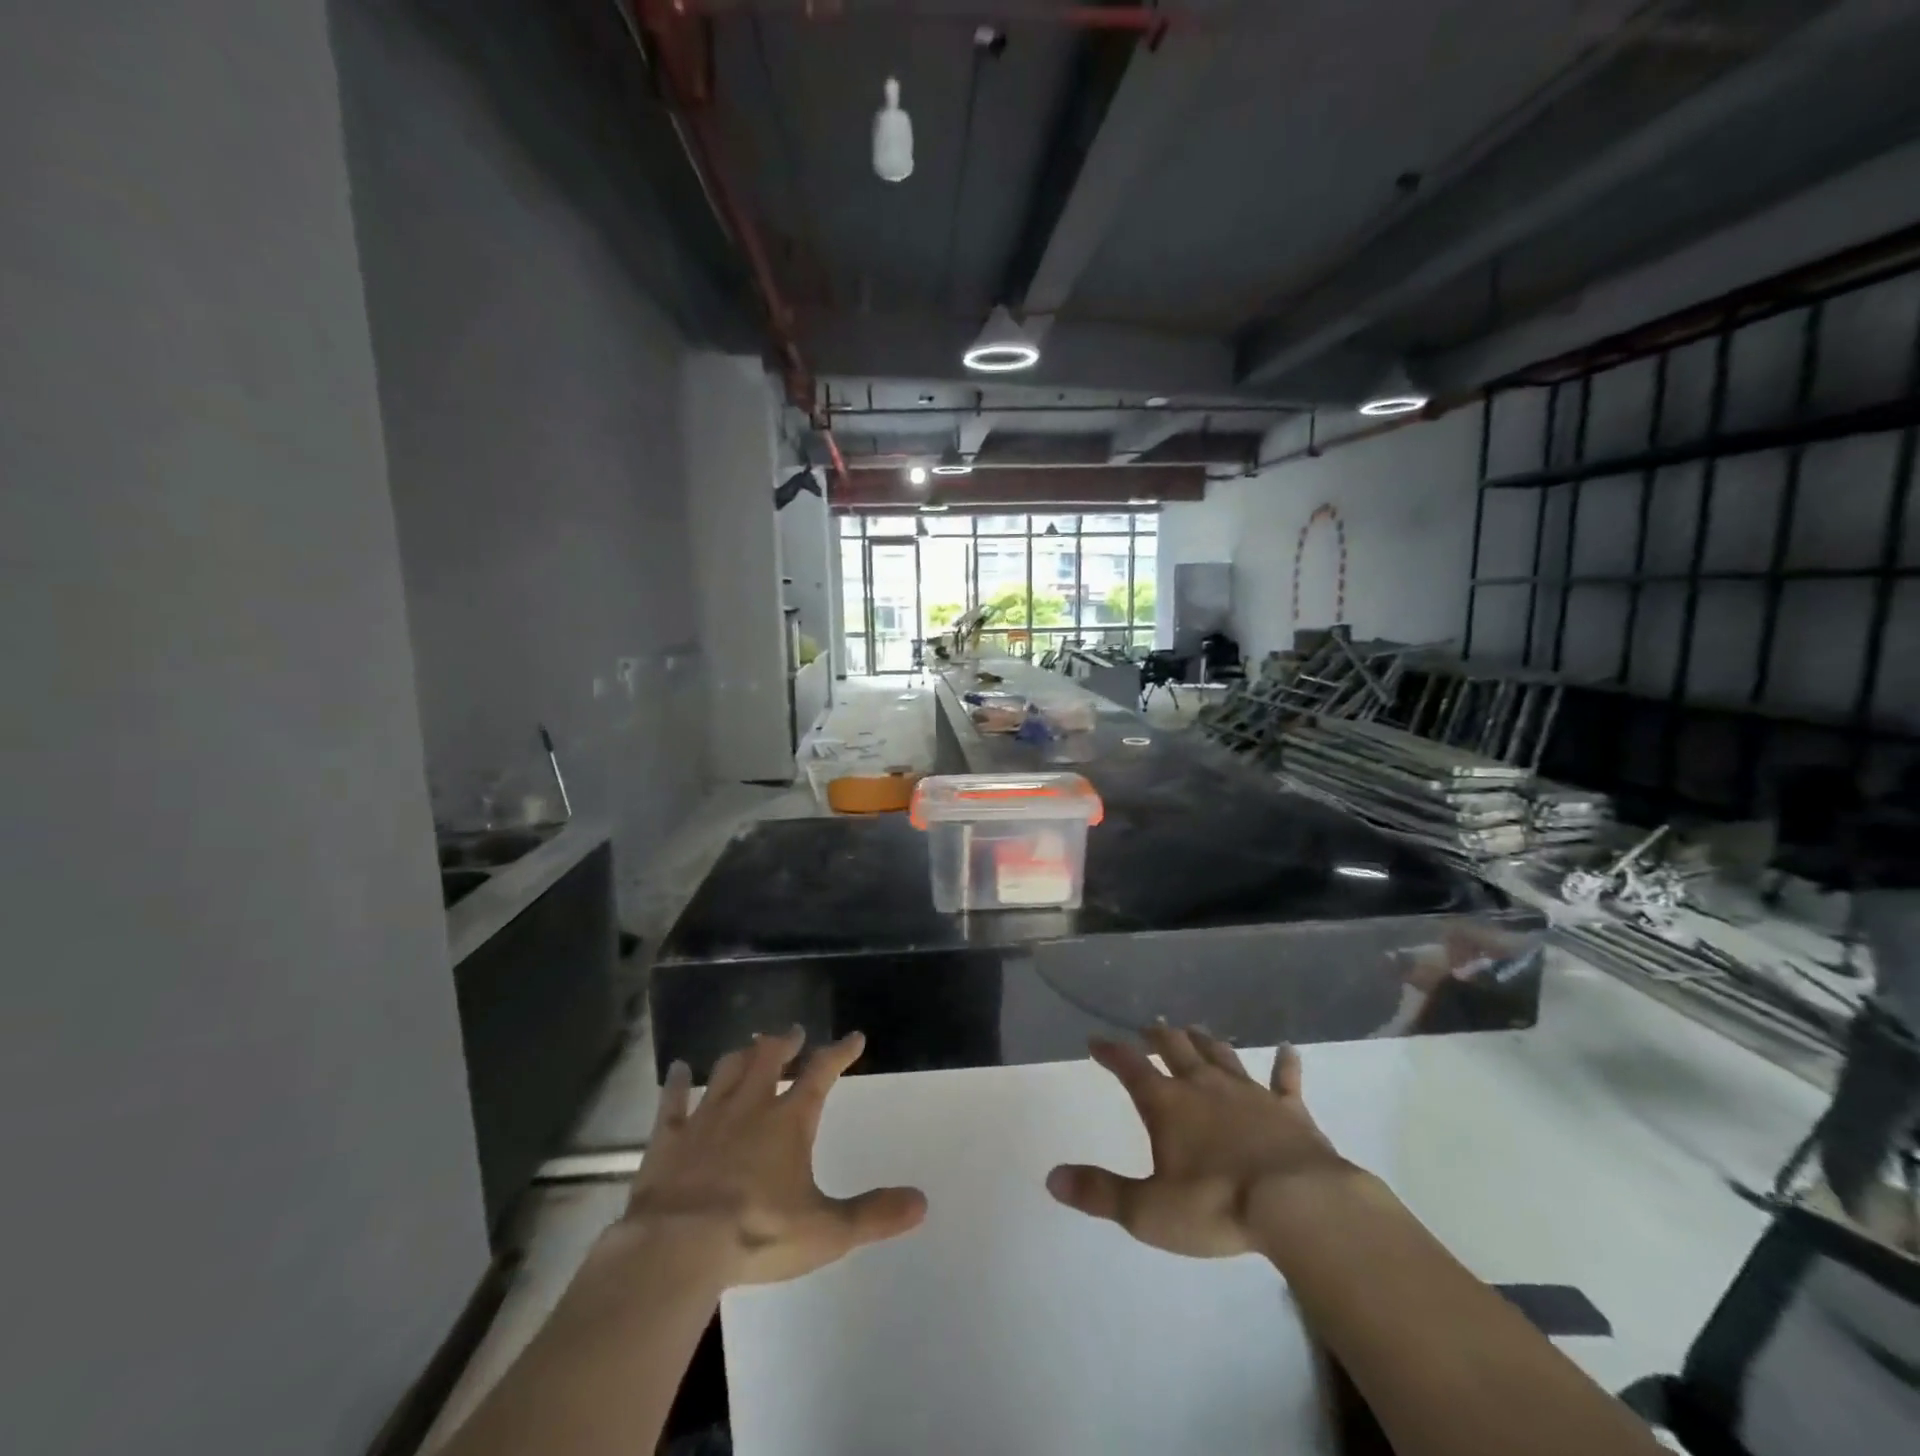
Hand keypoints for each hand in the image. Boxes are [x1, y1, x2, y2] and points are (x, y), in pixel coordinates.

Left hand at [617, 1028, 926, 1286]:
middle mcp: (750, 1107)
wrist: (678, 1246)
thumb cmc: (758, 1233)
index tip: (853, 1038)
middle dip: (784, 1043)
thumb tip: (922, 1202)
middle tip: (793, 1032)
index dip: (839, 1052)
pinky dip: (676, 1083)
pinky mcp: (668, 1139)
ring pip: (726, 1071)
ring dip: (741, 1056)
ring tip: (749, 1046)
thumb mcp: (827, 1231)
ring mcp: (706, 1118)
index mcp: (789, 1121)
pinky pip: (672, 1102)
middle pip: (769, 1059)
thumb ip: (873, 1215)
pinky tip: (678, 1069)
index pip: (821, 1073)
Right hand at [1046, 1026, 1351, 1258]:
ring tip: (1195, 1030)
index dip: (1110, 1051)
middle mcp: (1203, 1086)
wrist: (1297, 1204)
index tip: (1095, 1040)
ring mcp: (1249, 1092)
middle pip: (1175, 1047)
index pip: (1130, 1066)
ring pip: (1221, 1054)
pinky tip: (1287, 1050)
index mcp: (1167, 1104)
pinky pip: (1285, 1079)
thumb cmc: (1216, 1206)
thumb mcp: (1148, 1211)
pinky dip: (1285, 1064)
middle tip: (1150, 1027)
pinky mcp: (1289, 1109)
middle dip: (1158, 1035)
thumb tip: (1052, 1179)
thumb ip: (1101, 1193)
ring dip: (1206, 1041)